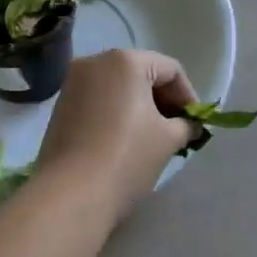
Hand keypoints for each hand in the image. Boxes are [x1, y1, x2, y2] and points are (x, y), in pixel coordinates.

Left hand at [35, 49, 200, 218]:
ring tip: (153, 136)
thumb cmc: (126, 158)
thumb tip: (190, 125)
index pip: (170, 69)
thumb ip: (185, 125)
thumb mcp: (167, 140)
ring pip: (118, 86)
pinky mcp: (61, 105)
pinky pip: (99, 99)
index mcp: (125, 61)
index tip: (196, 124)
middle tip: (178, 129)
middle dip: (163, 100)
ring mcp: (73, 82)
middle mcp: (96, 61)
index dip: (188, 96)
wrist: (70, 195)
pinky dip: (117, 112)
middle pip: (142, 73)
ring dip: (140, 106)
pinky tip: (125, 139)